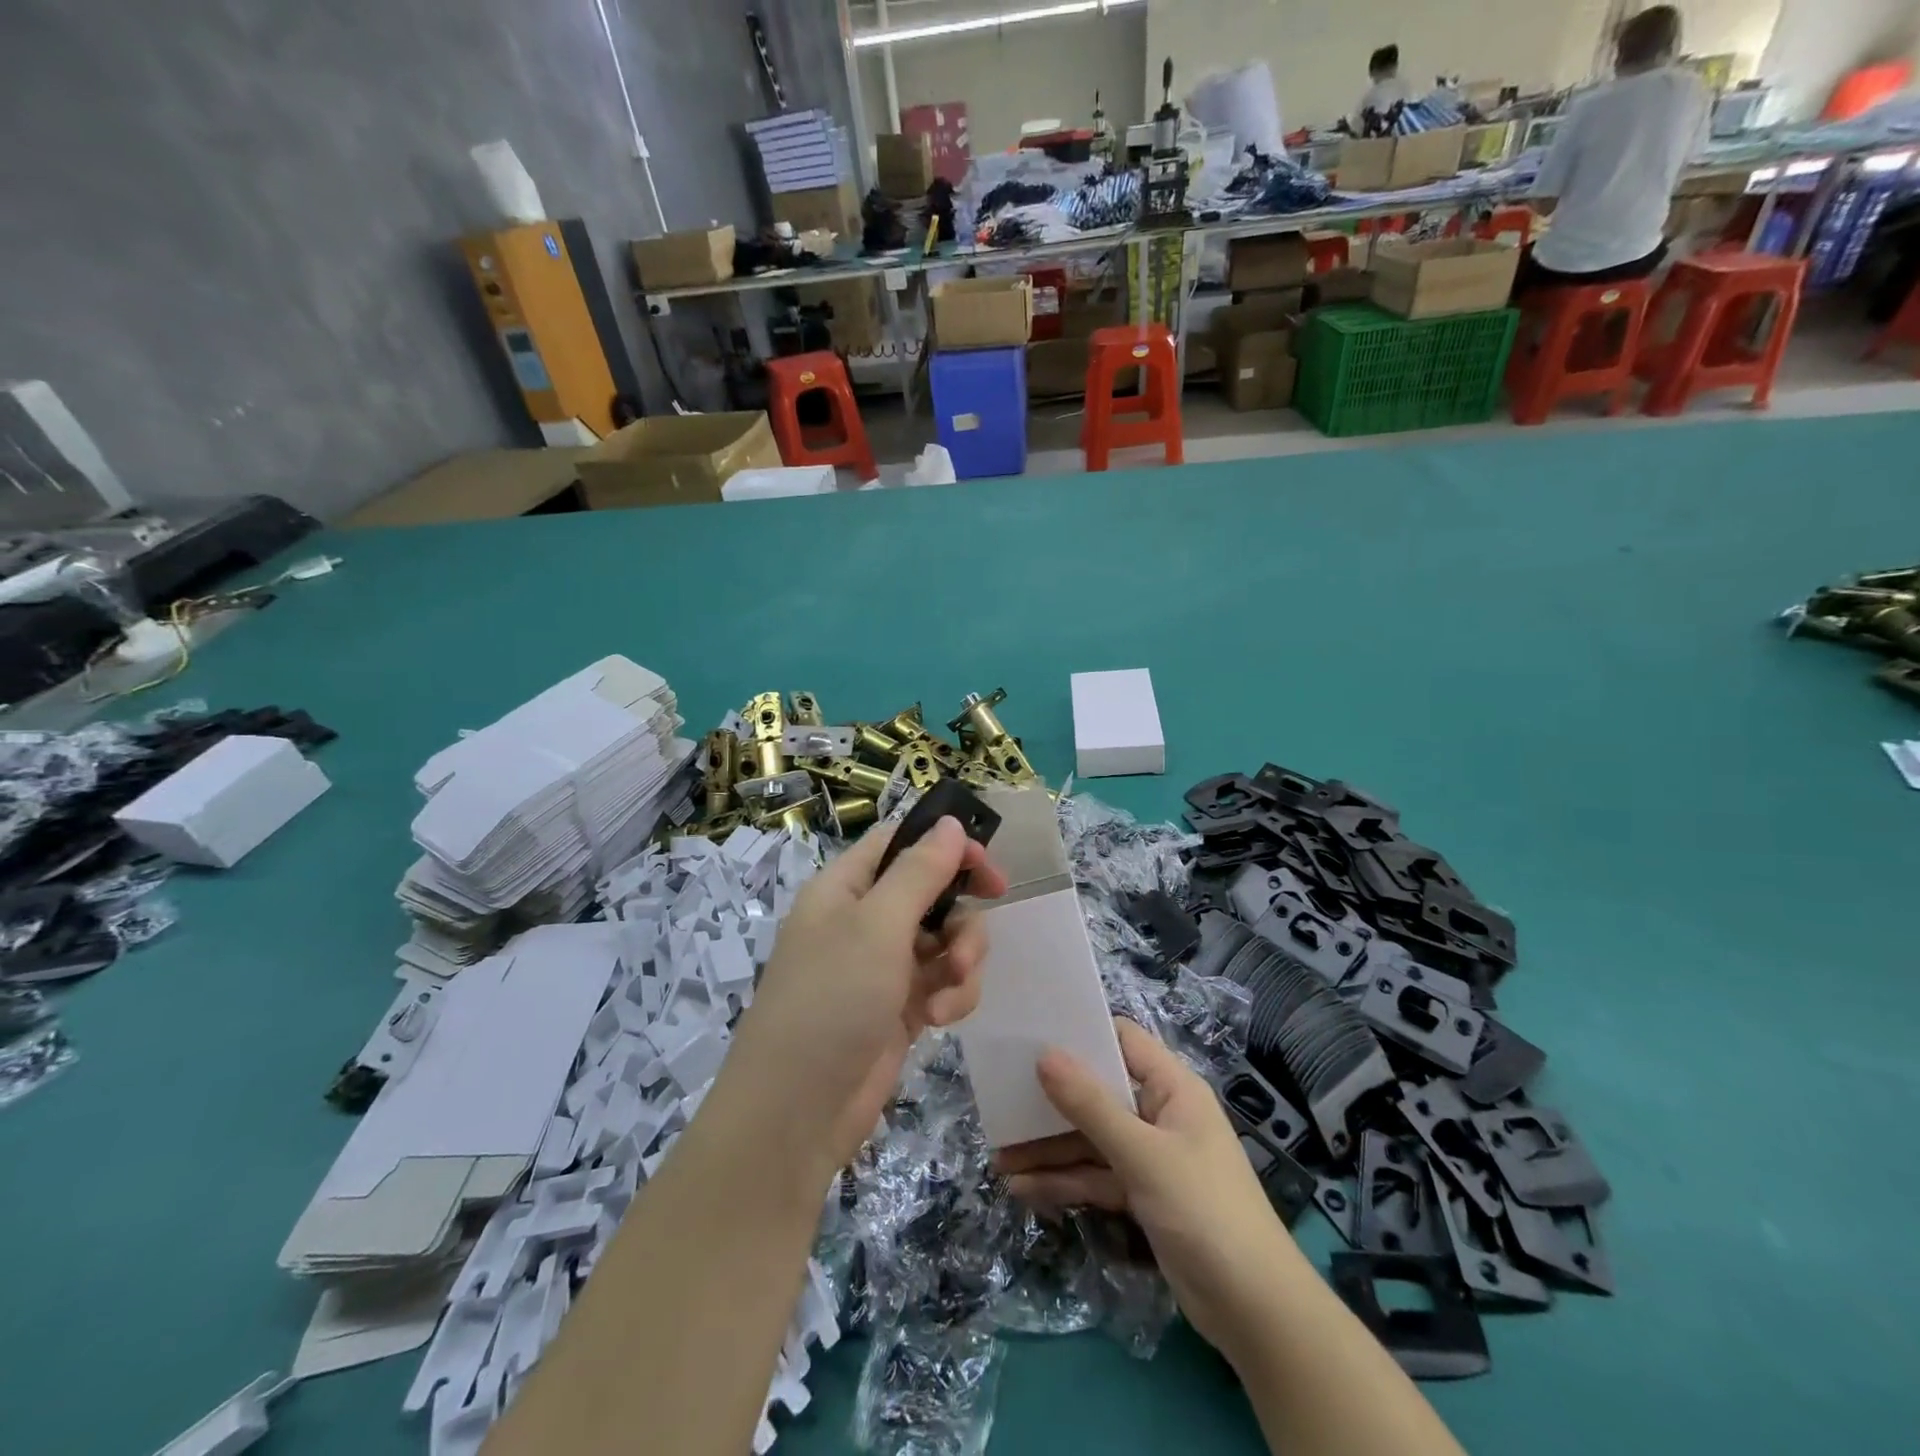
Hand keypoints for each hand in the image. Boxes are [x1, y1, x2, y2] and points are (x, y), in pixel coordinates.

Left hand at [727, 817, 1007, 1172]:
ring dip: (961, 959)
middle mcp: (863, 921)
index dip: (945, 847)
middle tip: (978, 932)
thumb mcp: (877, 926)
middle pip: (932, 893)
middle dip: (961, 914)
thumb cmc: (831, 1000)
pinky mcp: (900, 1008)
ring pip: (945, 940)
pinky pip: (943, 982)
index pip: (901, 844)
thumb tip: (949, 823)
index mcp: (845, 888)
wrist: (796, 1113)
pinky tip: (940, 1019)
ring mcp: (882, 967)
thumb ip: (920, 871)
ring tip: (952, 989)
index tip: (987, 867)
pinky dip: (951, 995)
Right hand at [996, 1018, 1303, 1360]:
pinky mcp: (1142, 1196)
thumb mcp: (1142, 1154)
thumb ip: (1091, 1106)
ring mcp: (1150, 1157)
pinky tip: (1023, 1190)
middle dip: (1051, 1102)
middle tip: (1001, 1100)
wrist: (1255, 1312)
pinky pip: (1096, 1177)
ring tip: (999, 1158)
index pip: (1122, 1041)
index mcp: (1172, 1088)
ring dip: (1049, 1149)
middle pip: (1098, 1094)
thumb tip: (1044, 1055)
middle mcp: (1159, 1114)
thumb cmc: (1204, 1210)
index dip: (1081, 1033)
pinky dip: (1065, 1183)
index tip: (1032, 1033)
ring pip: (1091, 1140)